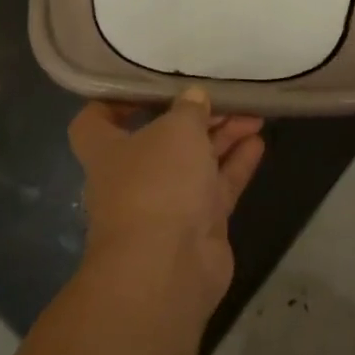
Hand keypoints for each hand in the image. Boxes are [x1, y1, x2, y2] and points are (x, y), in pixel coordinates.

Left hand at [68, 88, 264, 322]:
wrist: (168, 269)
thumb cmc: (157, 184)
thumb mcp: (176, 130)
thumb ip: (189, 109)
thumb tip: (194, 97)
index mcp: (108, 151)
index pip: (96, 121)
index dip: (116, 102)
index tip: (148, 86)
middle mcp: (134, 176)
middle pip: (162, 138)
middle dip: (194, 117)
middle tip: (226, 97)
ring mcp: (168, 203)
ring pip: (196, 161)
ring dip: (222, 137)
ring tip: (253, 113)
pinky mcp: (199, 224)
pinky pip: (218, 185)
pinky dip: (236, 164)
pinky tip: (258, 141)